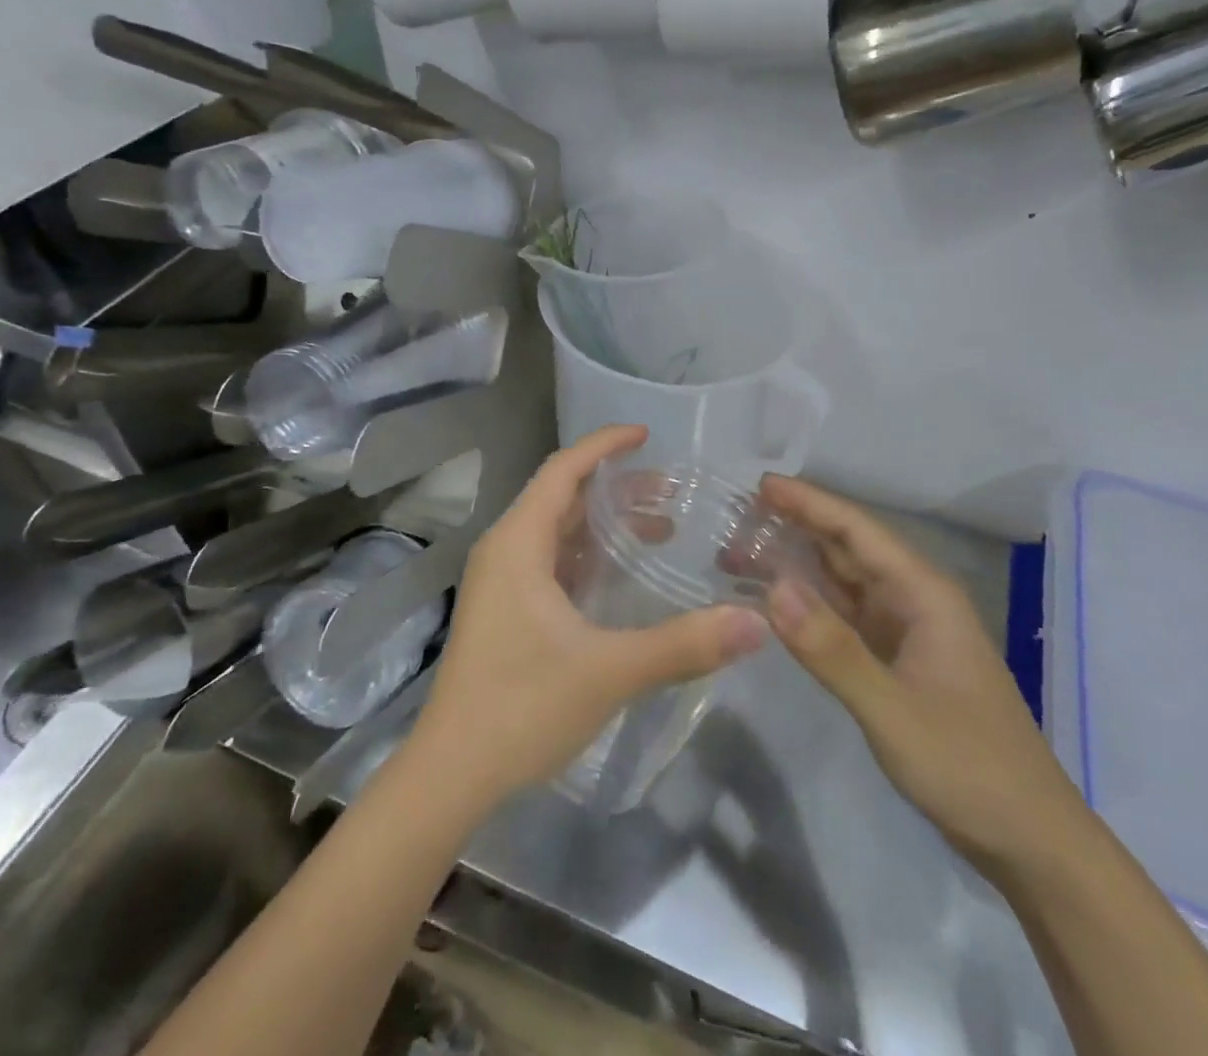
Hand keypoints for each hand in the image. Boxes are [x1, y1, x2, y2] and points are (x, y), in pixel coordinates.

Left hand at [406, 425, 769, 807]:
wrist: (451, 773)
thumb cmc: (522, 708)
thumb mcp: (609, 671)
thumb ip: (684, 644)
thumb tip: (756, 623)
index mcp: (518, 543)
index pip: (563, 470)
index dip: (604, 446)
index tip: (646, 434)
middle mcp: (505, 551)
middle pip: (562, 497)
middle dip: (615, 487)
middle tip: (671, 492)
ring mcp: (501, 582)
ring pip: (556, 531)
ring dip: (603, 524)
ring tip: (660, 529)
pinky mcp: (505, 611)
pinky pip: (550, 561)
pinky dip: (588, 555)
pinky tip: (621, 576)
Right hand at [759, 475, 1085, 871]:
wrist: (1030, 842)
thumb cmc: (969, 767)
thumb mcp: (893, 710)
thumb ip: (831, 649)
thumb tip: (772, 587)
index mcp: (923, 594)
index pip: (857, 530)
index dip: (809, 502)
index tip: (760, 485)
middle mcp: (914, 601)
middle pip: (848, 548)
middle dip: (796, 526)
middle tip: (737, 516)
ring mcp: (906, 632)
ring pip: (843, 582)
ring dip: (797, 563)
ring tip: (742, 551)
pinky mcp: (896, 661)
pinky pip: (844, 616)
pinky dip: (809, 604)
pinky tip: (776, 602)